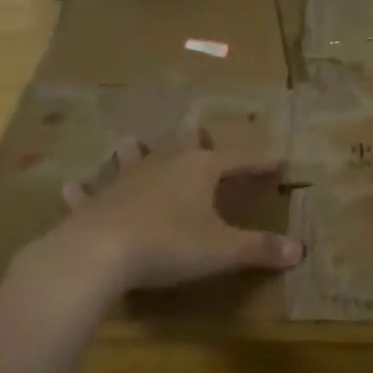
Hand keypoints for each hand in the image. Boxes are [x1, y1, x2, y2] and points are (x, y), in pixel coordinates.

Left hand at [33, 127, 302, 295]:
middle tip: (197, 120)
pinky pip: (90, 193)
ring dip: (136, 150)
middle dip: (194, 133)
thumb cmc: (170, 245)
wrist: (100, 253)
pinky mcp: (95, 202)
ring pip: (133, 157)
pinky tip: (72, 186)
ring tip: (134, 141)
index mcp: (199, 169)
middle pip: (183, 142)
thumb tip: (300, 251)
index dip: (260, 161)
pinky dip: (84, 190)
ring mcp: (125, 180)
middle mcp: (163, 165)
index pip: (238, 160)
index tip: (279, 159)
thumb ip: (260, 248)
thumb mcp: (223, 250)